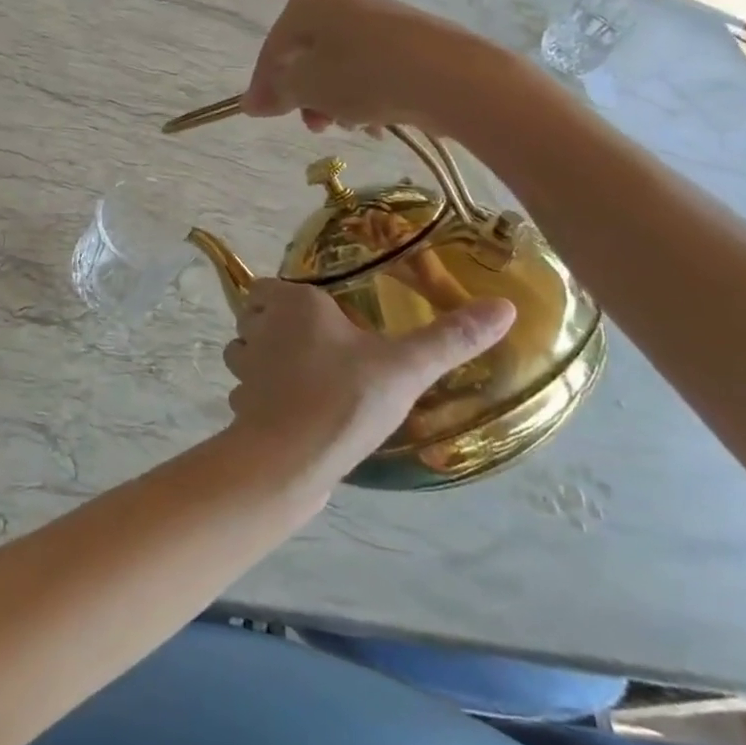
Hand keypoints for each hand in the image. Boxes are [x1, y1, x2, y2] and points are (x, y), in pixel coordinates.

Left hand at [222, 279, 514, 476]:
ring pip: (243, 353)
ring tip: (300, 377)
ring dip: (260, 361)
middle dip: (272, 325)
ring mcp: (245, 370)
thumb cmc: (345, 397)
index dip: (283, 296)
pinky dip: (259, 399)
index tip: (314, 312)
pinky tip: (290, 414)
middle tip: (314, 344)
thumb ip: (451, 338)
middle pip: (254, 317)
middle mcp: (260, 329)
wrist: (291, 459)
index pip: (266, 285)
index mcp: (293, 305)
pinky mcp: (241, 408)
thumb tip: (504, 305)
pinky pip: (246, 393)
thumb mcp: (406, 367)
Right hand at [242, 0, 467, 133]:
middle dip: (308, 96)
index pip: (274, 47)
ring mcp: (380, 16)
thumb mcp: (306, 87)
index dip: (265, 85)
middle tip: (316, 125)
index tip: (263, 116)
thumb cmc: (362, 75)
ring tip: (352, 126)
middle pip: (309, 56)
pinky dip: (367, 95)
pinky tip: (378, 122)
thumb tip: (249, 103)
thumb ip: (275, 92)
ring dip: (337, 101)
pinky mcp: (410, 38)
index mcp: (309, 1)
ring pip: (341, 66)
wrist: (450, 76)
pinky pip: (373, 68)